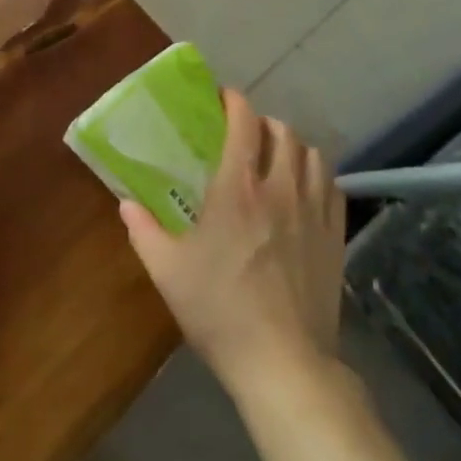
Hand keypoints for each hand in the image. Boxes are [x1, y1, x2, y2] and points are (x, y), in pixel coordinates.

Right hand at [119, 92, 344, 392]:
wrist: (283, 363)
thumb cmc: (219, 311)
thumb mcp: (168, 271)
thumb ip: (142, 230)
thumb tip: (125, 203)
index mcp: (237, 188)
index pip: (243, 123)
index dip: (234, 101)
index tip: (223, 97)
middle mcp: (280, 188)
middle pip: (282, 131)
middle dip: (262, 123)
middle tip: (245, 135)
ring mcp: (313, 211)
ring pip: (312, 153)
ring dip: (292, 146)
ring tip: (277, 158)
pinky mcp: (335, 236)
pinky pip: (333, 186)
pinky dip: (318, 175)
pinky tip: (306, 189)